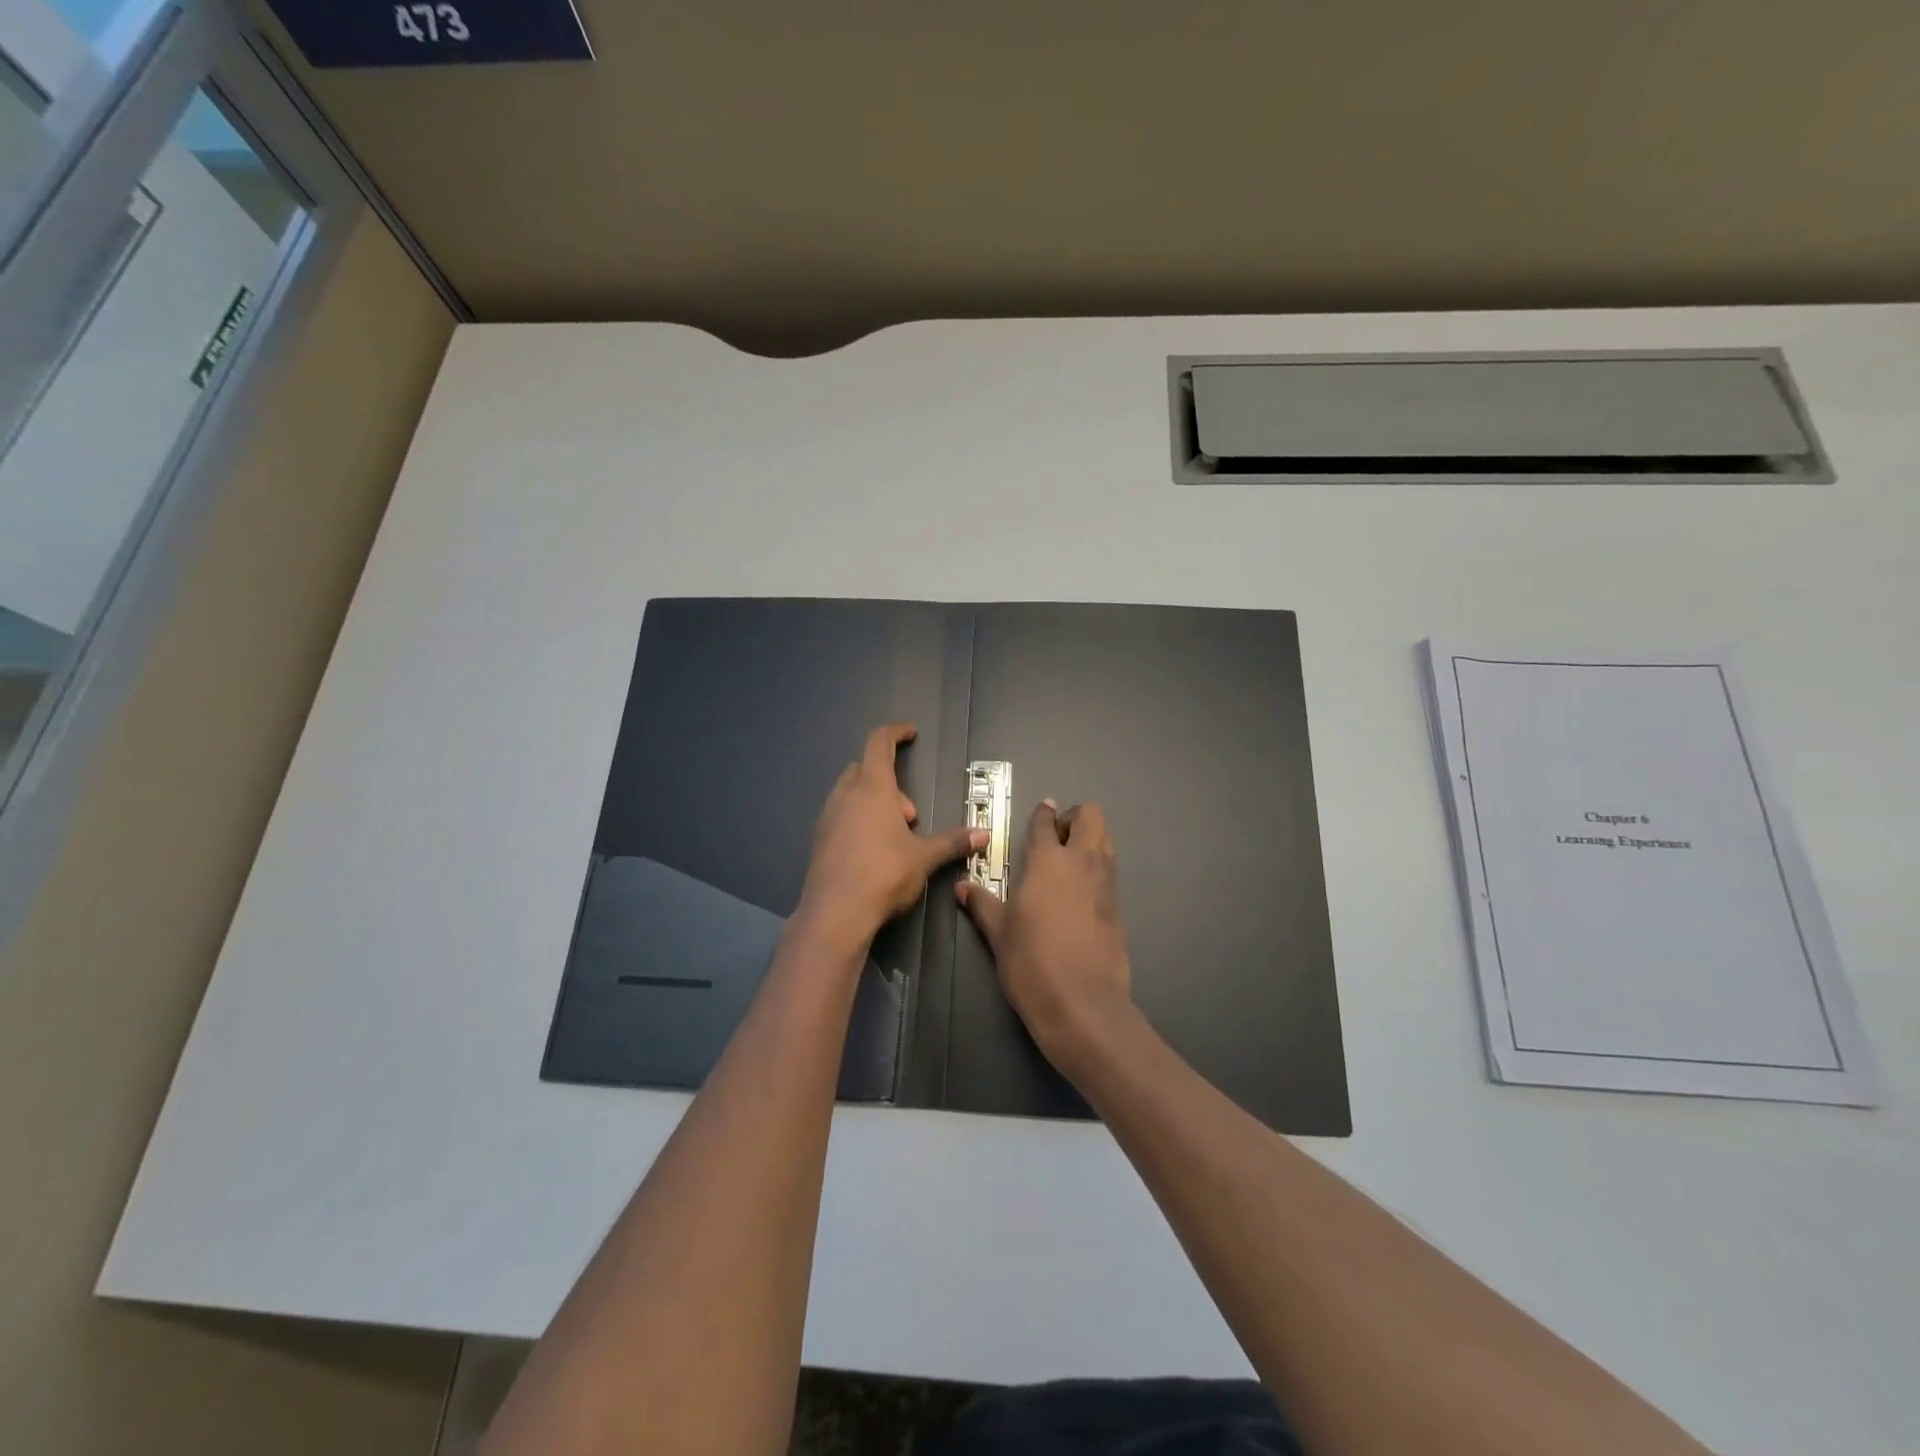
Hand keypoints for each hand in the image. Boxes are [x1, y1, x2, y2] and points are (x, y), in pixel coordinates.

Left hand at [797, 722, 983, 949]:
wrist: (835, 913)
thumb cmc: (884, 874)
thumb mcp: (924, 858)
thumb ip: (953, 842)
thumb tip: (984, 834)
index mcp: (872, 788)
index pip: (879, 743)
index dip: (895, 733)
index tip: (910, 733)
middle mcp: (845, 795)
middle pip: (864, 768)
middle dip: (890, 782)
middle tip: (910, 814)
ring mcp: (827, 817)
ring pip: (850, 792)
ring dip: (873, 802)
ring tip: (894, 834)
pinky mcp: (818, 840)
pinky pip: (840, 815)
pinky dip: (857, 819)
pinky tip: (872, 850)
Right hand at [956, 799, 1132, 1078]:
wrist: (1082, 1003)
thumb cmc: (1031, 962)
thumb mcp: (999, 933)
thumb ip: (982, 904)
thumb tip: (961, 886)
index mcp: (1048, 861)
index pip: (1046, 823)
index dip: (1042, 814)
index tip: (1041, 811)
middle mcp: (1082, 862)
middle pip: (1090, 816)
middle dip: (1074, 818)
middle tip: (1055, 838)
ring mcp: (1105, 883)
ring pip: (1106, 841)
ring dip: (1089, 840)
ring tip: (1067, 862)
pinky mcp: (1118, 907)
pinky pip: (1110, 871)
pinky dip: (1097, 868)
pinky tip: (1079, 893)